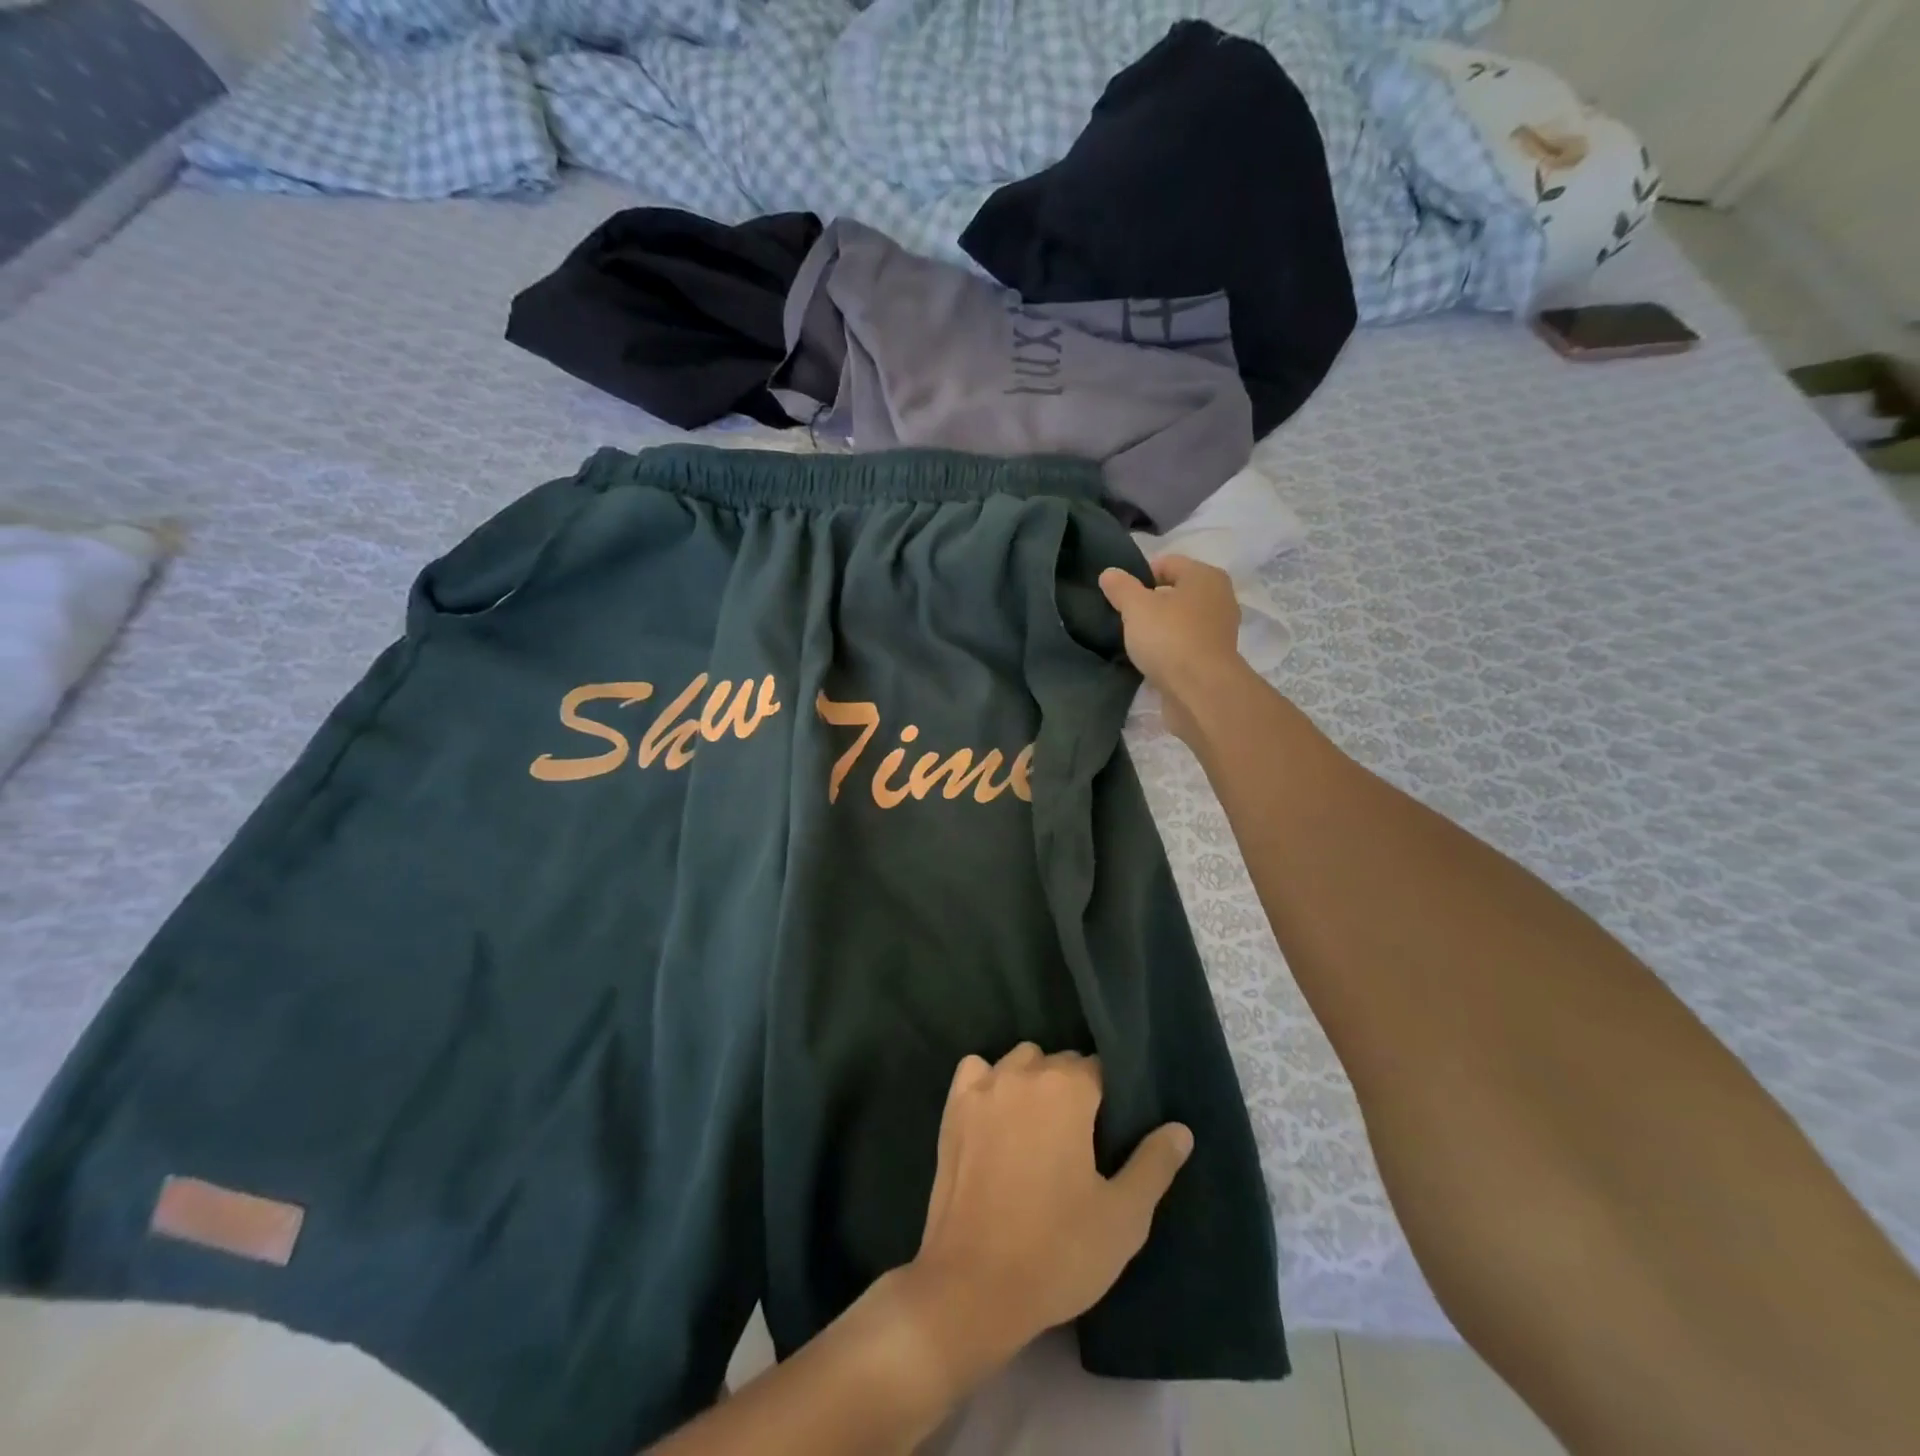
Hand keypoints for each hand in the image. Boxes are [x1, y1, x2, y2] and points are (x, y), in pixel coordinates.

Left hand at [900, 1045, 1193, 1383]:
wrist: (973, 1286)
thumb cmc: (1057, 1251)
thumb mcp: (1123, 1217)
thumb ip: (1154, 1164)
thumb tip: (1180, 1129)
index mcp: (1067, 1089)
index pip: (1099, 1068)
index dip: (1111, 1099)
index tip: (1113, 1133)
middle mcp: (1023, 1073)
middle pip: (1058, 1061)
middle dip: (1074, 1089)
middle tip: (1081, 1142)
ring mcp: (983, 1087)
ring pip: (1019, 1062)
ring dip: (1033, 1082)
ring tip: (1040, 1129)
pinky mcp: (952, 1108)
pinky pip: (976, 1072)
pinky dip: (988, 1083)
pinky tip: (996, 1116)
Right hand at [1099, 555, 1246, 740]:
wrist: (1200, 691)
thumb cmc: (1169, 638)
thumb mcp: (1136, 608)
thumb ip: (1121, 588)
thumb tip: (1109, 573)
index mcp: (1205, 576)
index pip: (1167, 563)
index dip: (1140, 576)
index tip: (1120, 596)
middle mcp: (1219, 598)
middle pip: (1176, 592)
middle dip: (1151, 602)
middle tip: (1126, 618)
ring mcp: (1220, 630)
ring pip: (1182, 619)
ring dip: (1161, 627)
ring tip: (1136, 640)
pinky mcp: (1214, 658)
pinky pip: (1186, 644)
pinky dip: (1170, 648)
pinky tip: (1152, 659)